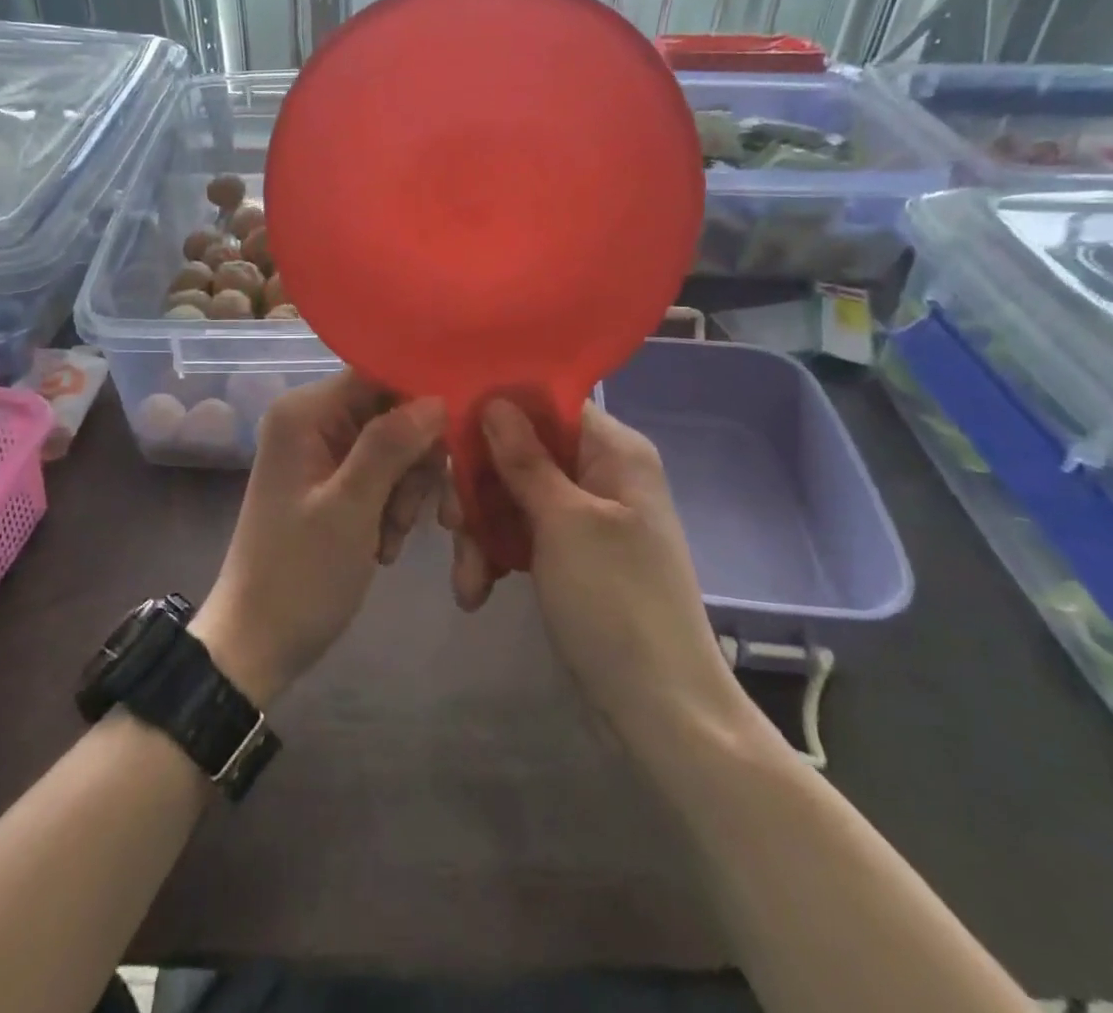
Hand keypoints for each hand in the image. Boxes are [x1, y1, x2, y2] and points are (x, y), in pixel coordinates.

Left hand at [193, 372, 445, 707]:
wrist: (258, 644)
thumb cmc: (300, 575)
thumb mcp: (351, 509)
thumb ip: (391, 445)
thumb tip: (436, 397)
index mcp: (304, 414)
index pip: (376, 374)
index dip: (420, 396)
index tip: (458, 430)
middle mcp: (311, 422)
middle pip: (389, 411)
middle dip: (413, 459)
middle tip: (413, 510)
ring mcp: (321, 454)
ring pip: (392, 446)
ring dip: (405, 490)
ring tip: (391, 537)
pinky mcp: (331, 483)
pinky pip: (380, 475)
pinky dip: (391, 507)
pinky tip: (384, 545)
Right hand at [446, 399, 743, 736]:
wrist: (661, 712)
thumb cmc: (616, 603)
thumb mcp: (564, 523)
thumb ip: (525, 459)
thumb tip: (494, 400)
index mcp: (614, 451)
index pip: (547, 404)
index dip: (498, 413)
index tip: (451, 434)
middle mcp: (600, 473)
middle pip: (521, 452)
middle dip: (481, 488)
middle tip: (451, 523)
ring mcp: (583, 517)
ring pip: (512, 495)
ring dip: (481, 531)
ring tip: (467, 577)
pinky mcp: (569, 555)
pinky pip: (520, 534)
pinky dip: (495, 556)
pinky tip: (476, 590)